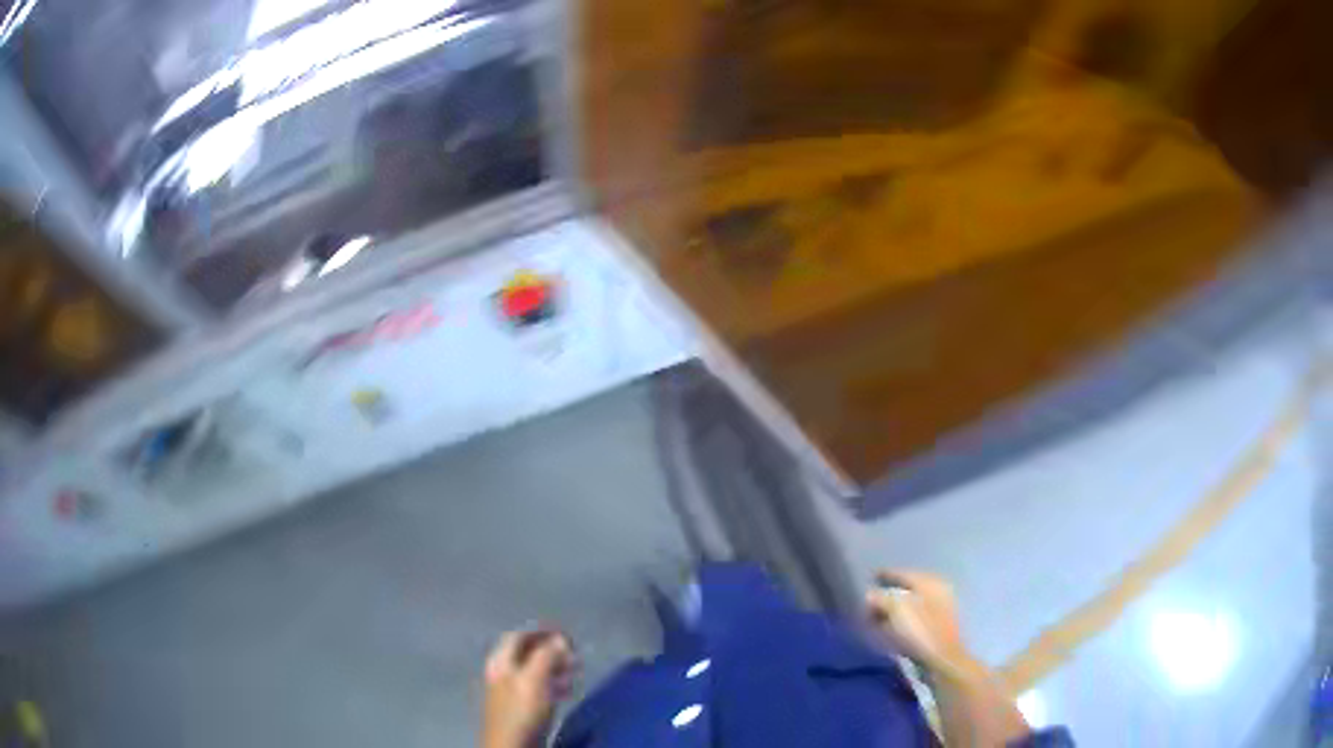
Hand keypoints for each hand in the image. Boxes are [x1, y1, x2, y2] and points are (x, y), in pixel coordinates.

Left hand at [482, 628, 578, 747]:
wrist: (513, 746)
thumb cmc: (522, 710)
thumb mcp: (535, 679)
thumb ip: (546, 656)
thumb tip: (560, 639)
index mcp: (501, 661)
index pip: (519, 636)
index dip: (542, 631)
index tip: (567, 634)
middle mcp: (503, 672)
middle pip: (526, 653)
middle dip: (551, 650)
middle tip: (575, 653)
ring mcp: (511, 691)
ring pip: (534, 671)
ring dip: (555, 667)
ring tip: (576, 670)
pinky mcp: (521, 709)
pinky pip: (538, 688)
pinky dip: (553, 683)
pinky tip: (566, 690)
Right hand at [865, 570, 972, 674]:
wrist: (942, 661)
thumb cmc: (920, 632)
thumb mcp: (897, 610)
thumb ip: (881, 598)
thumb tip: (869, 595)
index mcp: (931, 583)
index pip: (905, 573)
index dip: (887, 574)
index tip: (872, 575)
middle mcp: (938, 593)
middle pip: (909, 589)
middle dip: (889, 593)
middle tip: (870, 598)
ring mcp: (939, 612)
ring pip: (912, 606)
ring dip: (894, 610)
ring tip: (875, 616)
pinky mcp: (936, 630)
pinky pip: (914, 620)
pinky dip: (900, 622)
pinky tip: (889, 629)